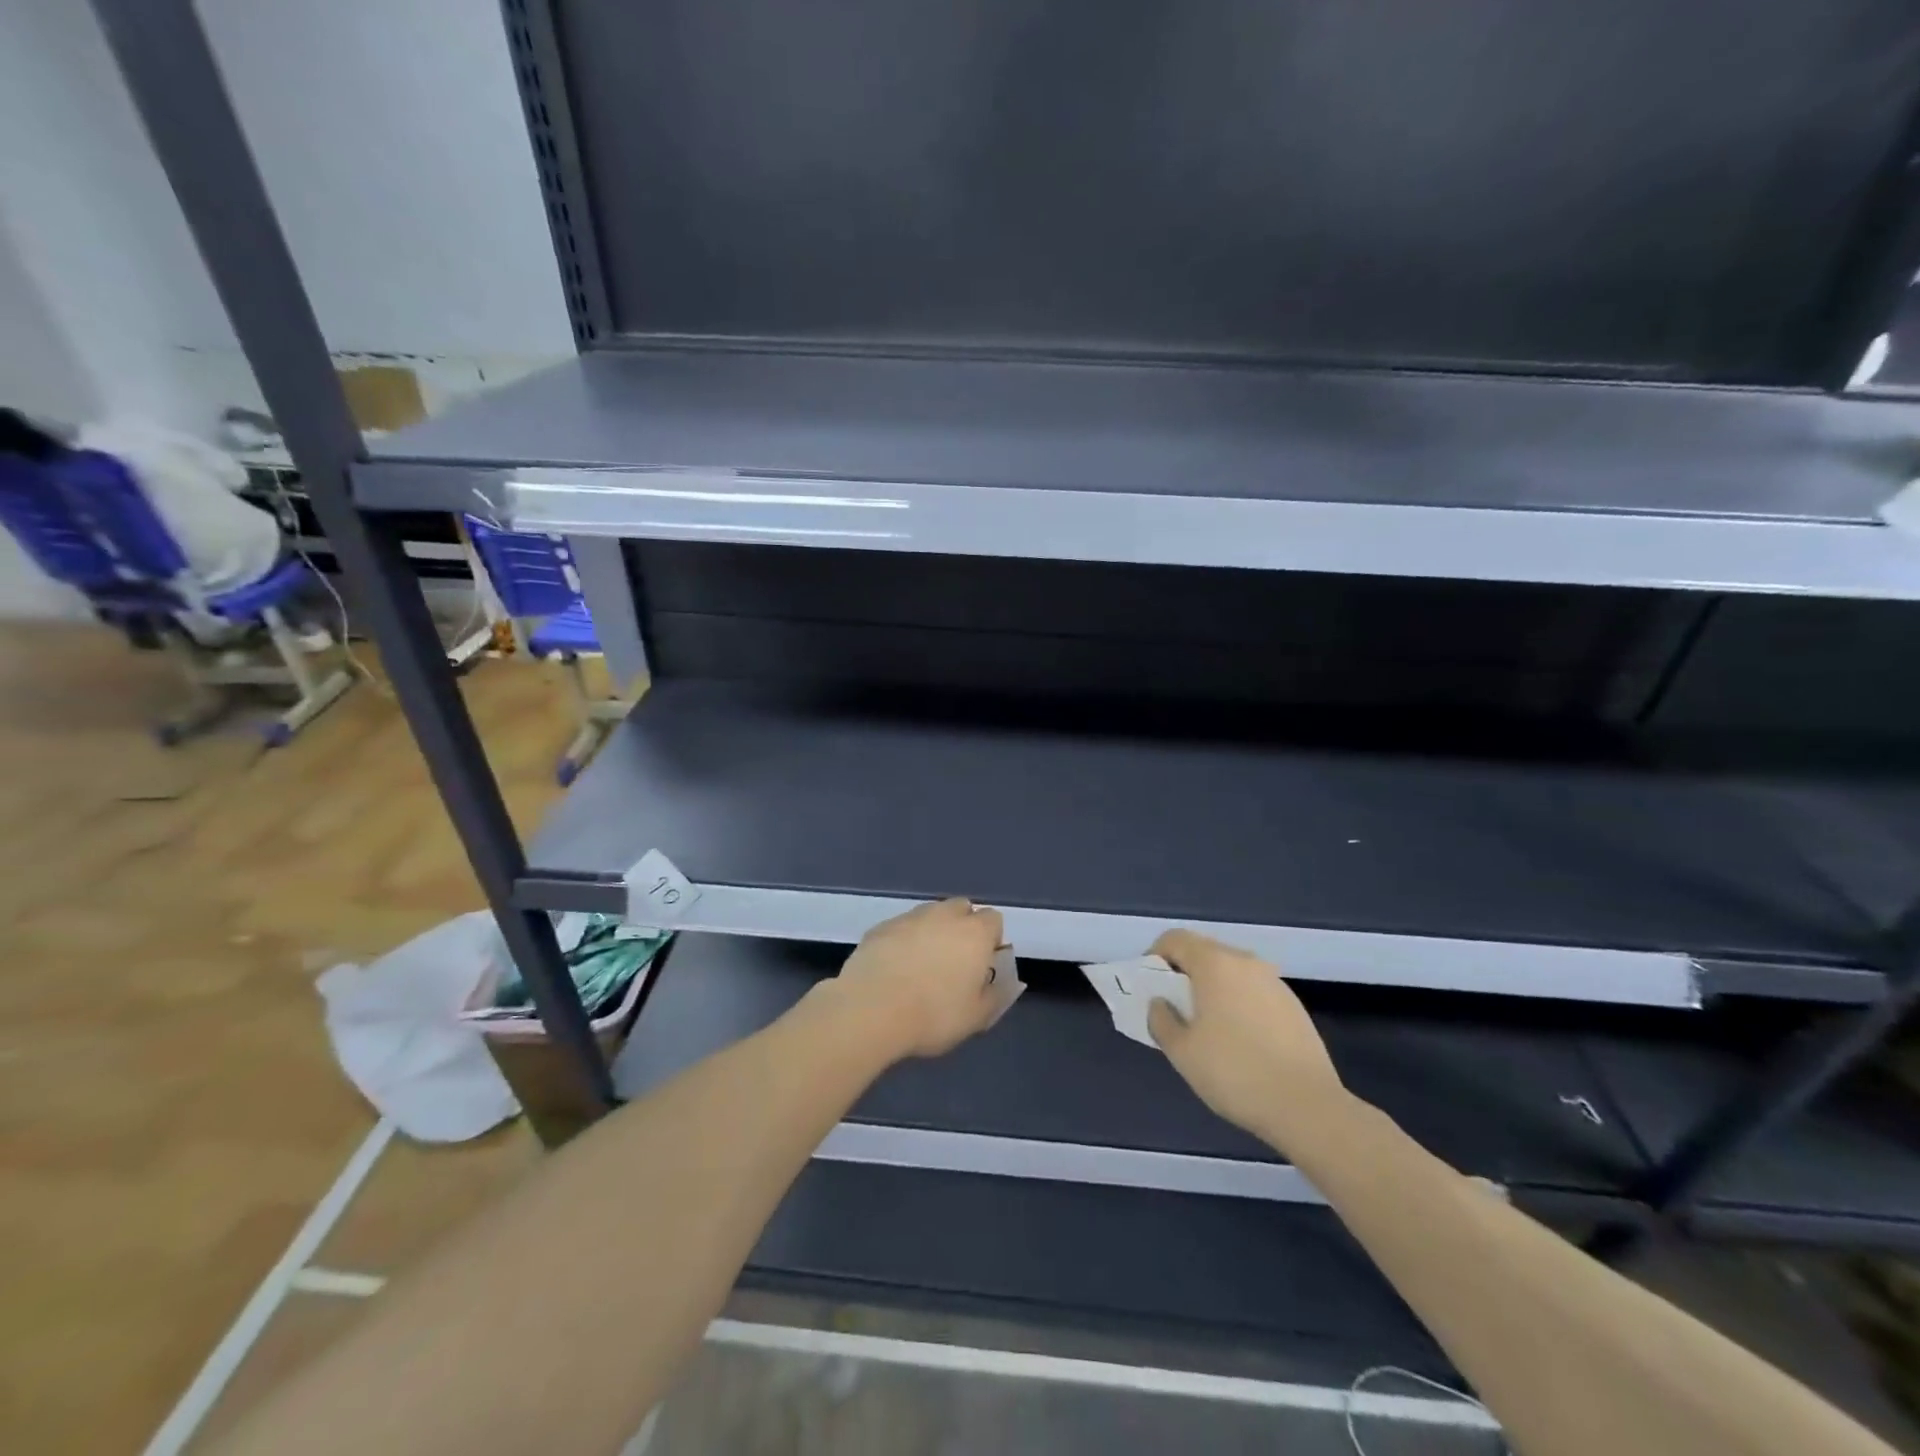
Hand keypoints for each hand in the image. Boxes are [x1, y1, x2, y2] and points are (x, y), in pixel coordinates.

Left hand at [831, 898, 1006, 1058]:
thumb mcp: (976, 1017)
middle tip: (955, 962)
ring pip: (929, 914)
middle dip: (962, 927)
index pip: (993, 920)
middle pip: (961, 908)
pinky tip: (894, 968)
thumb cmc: (933, 1015)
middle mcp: (944, 915)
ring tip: (922, 965)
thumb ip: (995, 996)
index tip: (983, 965)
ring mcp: (910, 917)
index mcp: (974, 933)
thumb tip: (1001, 984)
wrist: (871, 1008)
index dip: (991, 940)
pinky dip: (903, 940)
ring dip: (932, 931)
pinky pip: (901, 927)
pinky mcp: (881, 927)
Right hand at [1146, 930, 1345, 1146]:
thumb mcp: (1181, 1052)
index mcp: (1214, 963)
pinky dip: (1237, 1001)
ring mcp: (1274, 982)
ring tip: (1206, 1024)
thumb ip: (1160, 1020)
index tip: (1149, 985)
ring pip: (1231, 971)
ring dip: (1212, 987)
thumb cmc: (1234, 1072)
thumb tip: (1160, 1003)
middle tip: (1173, 1005)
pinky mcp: (1293, 1005)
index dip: (1155, 955)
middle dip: (1183, 971)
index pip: (1175, 939)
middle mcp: (1245, 962)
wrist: (1307, 1107)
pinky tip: (1239, 1038)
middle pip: (1204, 951)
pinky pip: (1253, 990)